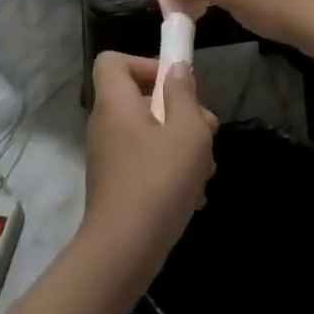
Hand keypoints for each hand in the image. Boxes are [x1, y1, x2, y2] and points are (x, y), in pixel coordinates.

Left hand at [82, 54, 217, 278]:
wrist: (124, 252)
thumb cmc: (159, 180)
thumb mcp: (187, 131)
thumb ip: (184, 95)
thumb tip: (176, 69)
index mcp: (116, 104)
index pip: (113, 61)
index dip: (144, 63)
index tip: (175, 84)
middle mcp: (106, 125)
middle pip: (141, 98)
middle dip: (179, 111)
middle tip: (207, 131)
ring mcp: (109, 157)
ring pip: (149, 133)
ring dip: (181, 144)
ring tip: (207, 168)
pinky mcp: (117, 185)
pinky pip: (146, 162)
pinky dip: (170, 170)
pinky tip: (195, 194)